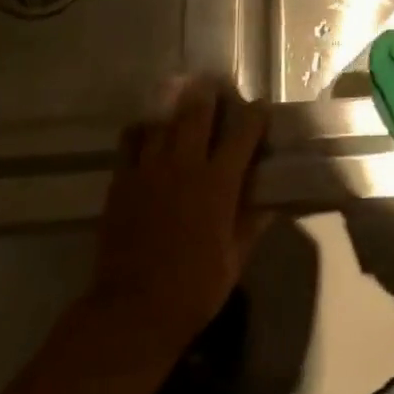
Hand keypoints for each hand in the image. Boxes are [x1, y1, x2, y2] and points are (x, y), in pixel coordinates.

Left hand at [86, 80, 269, 360]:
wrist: (132, 310)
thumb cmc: (194, 288)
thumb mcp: (235, 258)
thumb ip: (253, 222)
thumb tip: (272, 199)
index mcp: (219, 183)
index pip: (243, 133)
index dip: (255, 114)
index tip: (260, 105)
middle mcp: (185, 165)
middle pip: (198, 112)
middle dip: (210, 93)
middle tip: (216, 83)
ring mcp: (149, 170)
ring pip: (163, 120)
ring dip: (176, 104)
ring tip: (182, 92)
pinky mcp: (122, 180)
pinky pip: (130, 140)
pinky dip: (141, 128)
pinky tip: (148, 128)